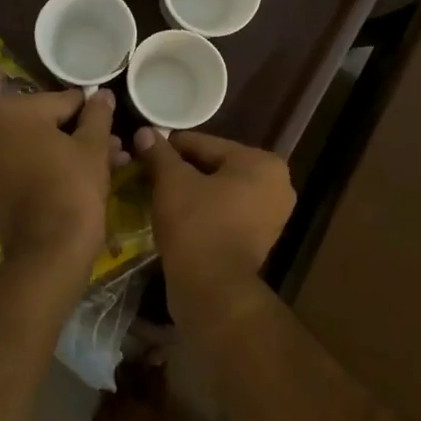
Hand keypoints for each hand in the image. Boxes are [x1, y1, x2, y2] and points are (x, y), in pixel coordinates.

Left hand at [0, 88, 118, 272]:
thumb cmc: (72, 189)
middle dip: (79, 133)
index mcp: (11, 108)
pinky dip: (46, 164)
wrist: (47, 251)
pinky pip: (22, 161)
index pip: (63, 101)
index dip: (91, 113)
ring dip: (67, 149)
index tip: (112, 124)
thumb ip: (98, 114)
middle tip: (113, 146)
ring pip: (35, 143)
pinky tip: (79, 174)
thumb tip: (102, 94)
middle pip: (45, 121)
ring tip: (107, 162)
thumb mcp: (93, 147)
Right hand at [135, 129, 294, 319]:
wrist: (212, 288)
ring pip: (220, 191)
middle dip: (182, 171)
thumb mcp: (171, 182)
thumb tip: (144, 131)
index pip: (205, 144)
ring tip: (159, 196)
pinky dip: (204, 212)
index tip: (143, 152)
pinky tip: (177, 216)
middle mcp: (276, 184)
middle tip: (149, 176)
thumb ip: (159, 153)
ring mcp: (272, 215)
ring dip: (192, 192)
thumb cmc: (196, 225)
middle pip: (215, 166)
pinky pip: (226, 213)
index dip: (170, 148)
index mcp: (261, 162)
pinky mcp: (261, 239)